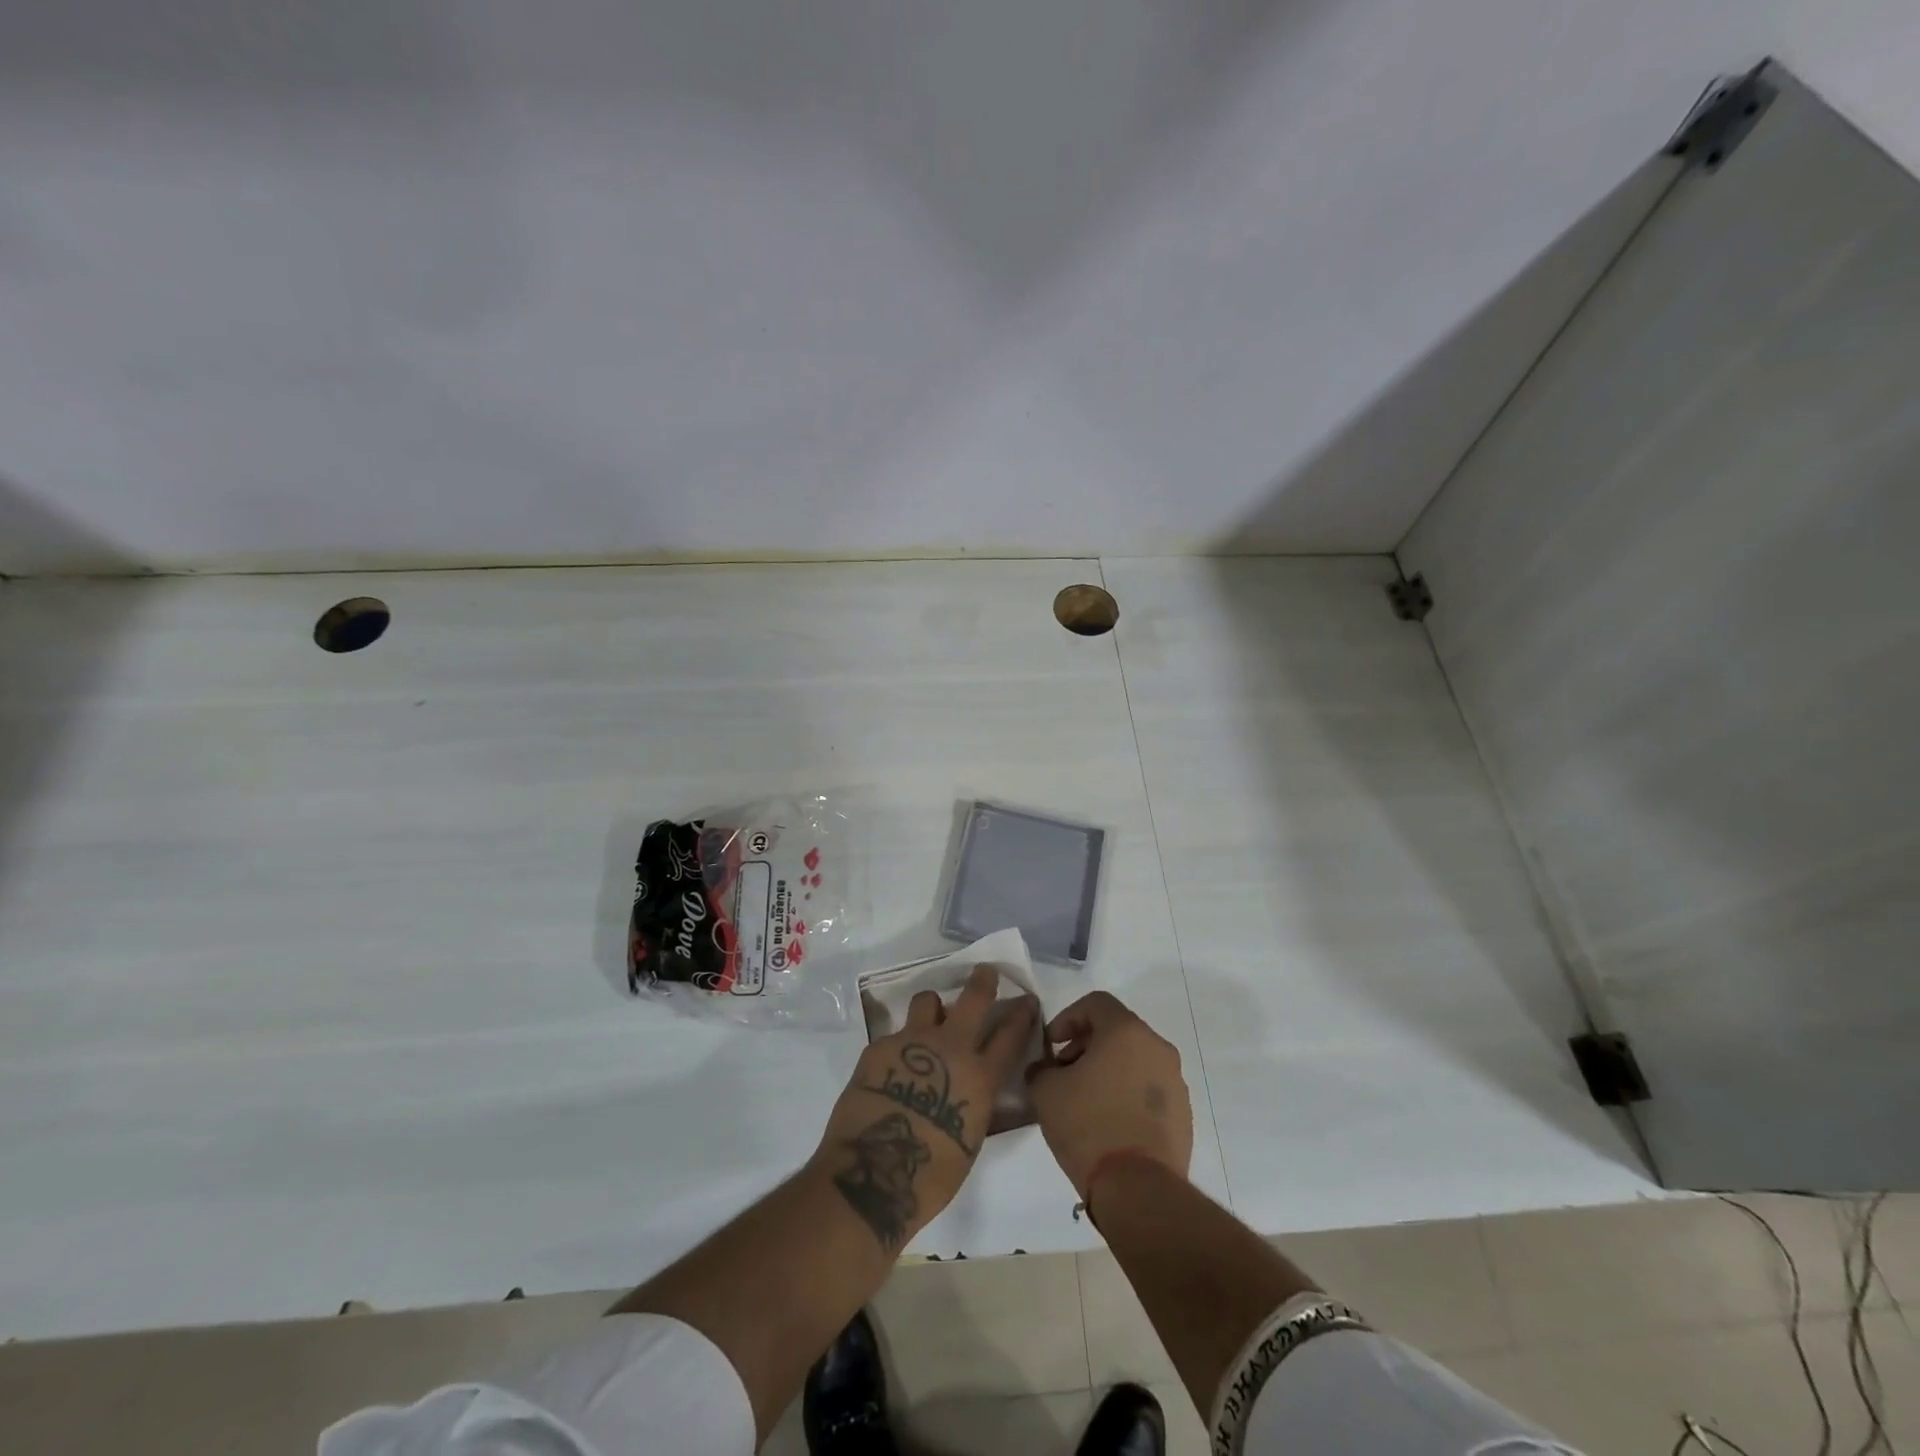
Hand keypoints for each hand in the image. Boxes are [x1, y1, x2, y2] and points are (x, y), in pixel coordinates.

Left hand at [811, 965, 1037, 1251]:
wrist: (872, 1174)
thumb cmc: (930, 1177)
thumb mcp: (970, 1142)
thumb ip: (978, 1107)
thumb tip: (979, 1094)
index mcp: (980, 1078)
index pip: (1010, 1036)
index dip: (1022, 1015)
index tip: (1027, 999)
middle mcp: (950, 1049)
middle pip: (973, 999)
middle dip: (982, 981)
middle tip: (984, 972)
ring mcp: (912, 1042)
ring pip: (927, 1001)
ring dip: (932, 1008)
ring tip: (928, 1023)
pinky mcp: (879, 1047)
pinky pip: (894, 1035)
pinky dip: (899, 1046)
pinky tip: (891, 1068)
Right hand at [1027, 991, 1192, 1199]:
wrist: (1138, 1190)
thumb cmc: (1089, 1126)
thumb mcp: (1046, 1091)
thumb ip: (1042, 1068)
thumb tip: (1046, 1069)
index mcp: (1127, 1031)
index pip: (1096, 1003)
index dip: (1068, 1017)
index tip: (1051, 1045)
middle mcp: (1157, 1048)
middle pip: (1117, 1030)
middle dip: (1086, 1045)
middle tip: (1064, 1072)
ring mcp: (1175, 1082)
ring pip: (1135, 1060)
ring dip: (1108, 1069)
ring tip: (1085, 1101)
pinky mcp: (1183, 1114)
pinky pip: (1149, 1090)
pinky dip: (1127, 1094)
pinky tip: (1109, 1123)